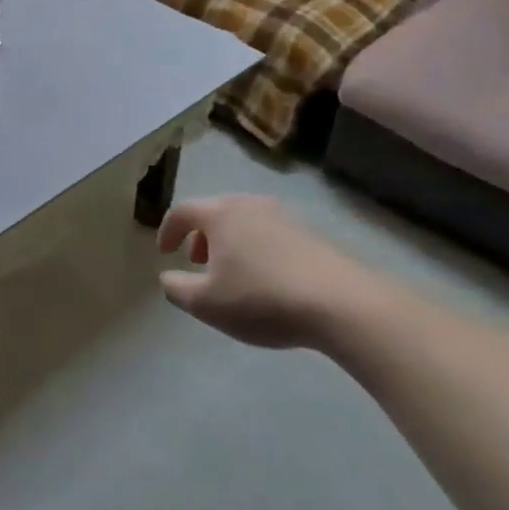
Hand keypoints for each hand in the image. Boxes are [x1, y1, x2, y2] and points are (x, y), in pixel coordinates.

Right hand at [157, 196, 394, 350]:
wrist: (343, 304)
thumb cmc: (262, 298)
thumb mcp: (206, 303)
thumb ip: (177, 289)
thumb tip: (168, 277)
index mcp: (221, 214)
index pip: (183, 211)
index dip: (168, 230)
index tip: (165, 251)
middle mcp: (251, 206)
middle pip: (216, 211)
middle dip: (200, 234)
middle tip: (197, 261)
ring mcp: (286, 217)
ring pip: (246, 221)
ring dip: (231, 241)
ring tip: (232, 272)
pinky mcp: (313, 235)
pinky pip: (272, 233)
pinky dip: (258, 248)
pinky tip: (267, 279)